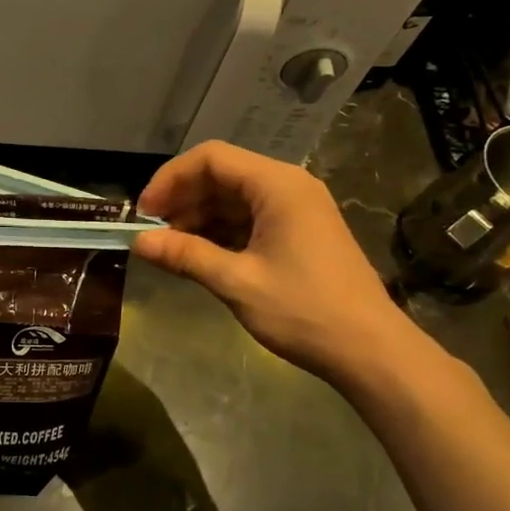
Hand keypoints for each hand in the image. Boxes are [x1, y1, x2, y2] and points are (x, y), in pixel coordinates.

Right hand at [133, 141, 426, 393]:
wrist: (371, 351)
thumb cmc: (304, 310)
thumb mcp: (237, 282)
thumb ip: (185, 256)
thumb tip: (138, 242)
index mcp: (277, 185)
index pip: (211, 159)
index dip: (170, 179)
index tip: (144, 213)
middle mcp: (288, 187)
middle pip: (222, 175)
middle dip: (182, 200)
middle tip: (153, 234)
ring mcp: (297, 210)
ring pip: (234, 199)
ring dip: (199, 218)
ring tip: (171, 249)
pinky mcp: (300, 233)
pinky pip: (250, 219)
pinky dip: (221, 232)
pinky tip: (200, 256)